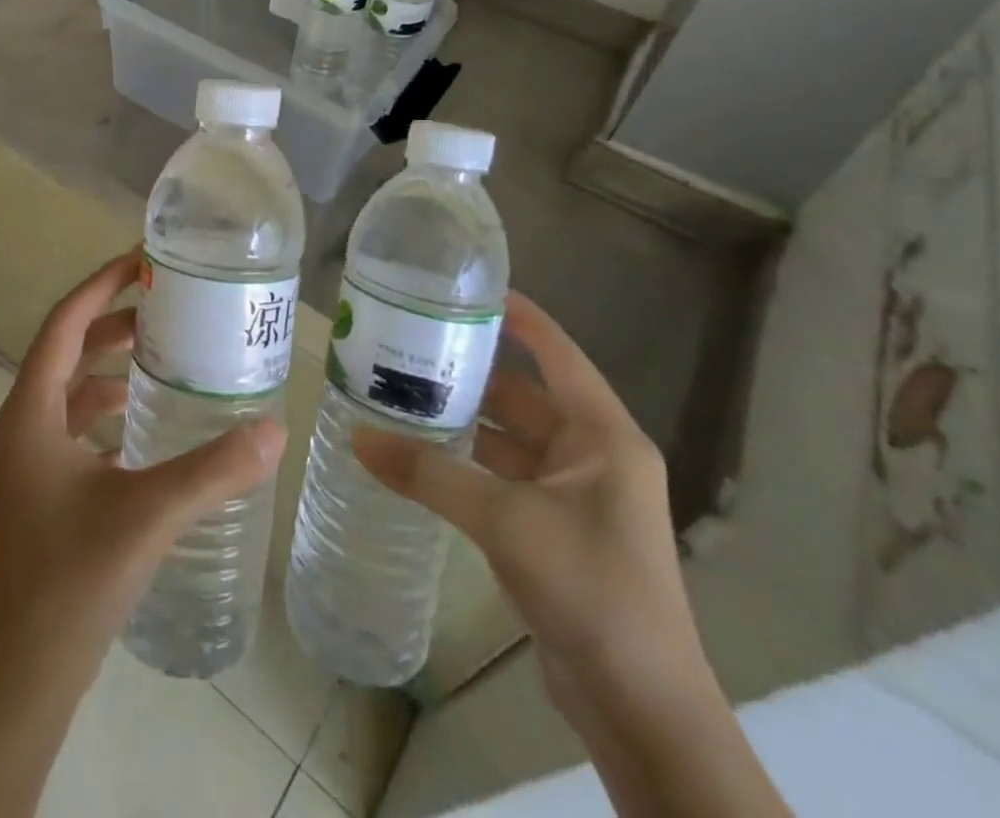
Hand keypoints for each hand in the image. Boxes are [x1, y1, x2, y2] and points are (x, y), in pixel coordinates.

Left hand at [0, 250, 285, 692]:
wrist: (21, 674)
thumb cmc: (71, 579)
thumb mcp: (148, 513)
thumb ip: (213, 470)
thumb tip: (275, 429)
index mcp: (32, 410)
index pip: (66, 320)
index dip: (102, 283)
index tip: (143, 259)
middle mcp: (25, 422)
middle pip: (69, 347)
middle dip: (113, 319)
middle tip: (168, 304)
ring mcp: (32, 458)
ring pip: (73, 387)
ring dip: (111, 362)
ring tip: (165, 351)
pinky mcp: (45, 488)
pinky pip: (78, 424)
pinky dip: (110, 406)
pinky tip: (148, 420)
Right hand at [353, 291, 703, 706]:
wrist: (642, 711)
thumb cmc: (590, 590)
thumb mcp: (505, 521)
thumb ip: (429, 474)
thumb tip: (357, 438)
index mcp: (602, 434)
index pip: (556, 351)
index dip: (517, 315)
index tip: (463, 288)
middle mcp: (592, 454)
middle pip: (524, 393)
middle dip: (471, 369)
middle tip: (410, 343)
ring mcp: (575, 494)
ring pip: (509, 436)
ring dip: (464, 418)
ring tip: (402, 391)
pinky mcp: (555, 529)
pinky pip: (503, 476)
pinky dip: (467, 462)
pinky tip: (422, 454)